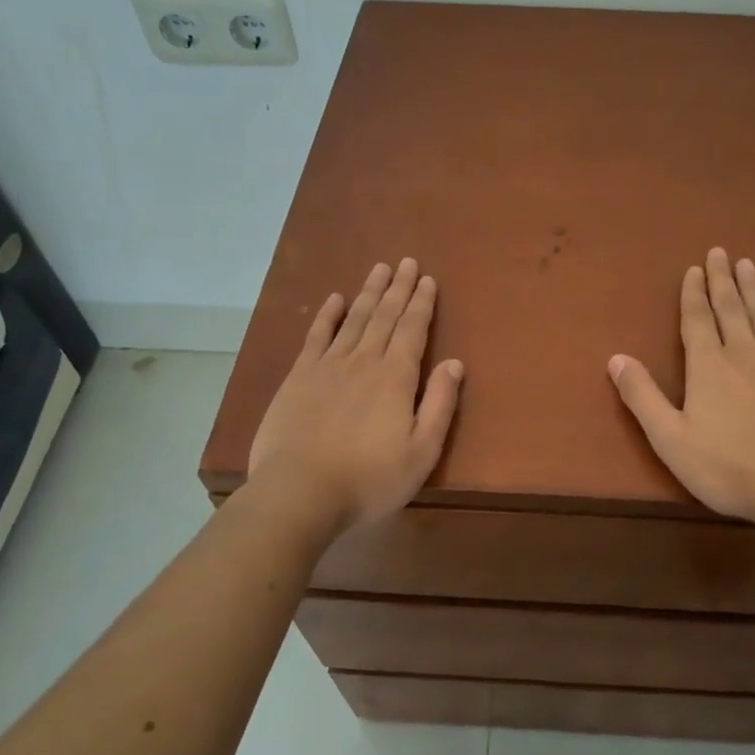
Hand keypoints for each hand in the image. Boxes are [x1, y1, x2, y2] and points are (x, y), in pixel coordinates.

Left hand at [248, 258, 463, 542]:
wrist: (299, 493)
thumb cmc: (369, 479)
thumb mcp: (421, 452)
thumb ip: (440, 404)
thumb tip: (455, 363)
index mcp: (396, 377)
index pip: (413, 330)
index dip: (421, 303)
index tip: (427, 279)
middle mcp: (364, 361)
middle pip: (385, 316)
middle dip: (398, 288)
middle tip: (406, 261)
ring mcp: (328, 366)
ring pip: (354, 319)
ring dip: (369, 292)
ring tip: (379, 269)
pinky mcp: (299, 377)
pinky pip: (317, 336)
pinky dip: (328, 315)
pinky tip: (335, 299)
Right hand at [609, 248, 754, 535]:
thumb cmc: (729, 467)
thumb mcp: (671, 439)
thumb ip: (642, 397)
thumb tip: (615, 358)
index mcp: (709, 365)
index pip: (698, 318)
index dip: (693, 292)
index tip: (693, 268)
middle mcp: (744, 352)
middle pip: (732, 306)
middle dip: (722, 278)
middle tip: (720, 252)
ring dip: (753, 287)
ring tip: (747, 265)